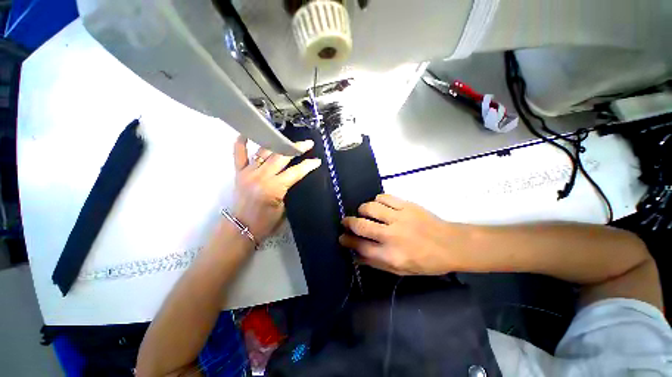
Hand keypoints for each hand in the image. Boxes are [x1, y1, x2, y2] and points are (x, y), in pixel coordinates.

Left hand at [232, 135, 320, 241]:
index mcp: (274, 188)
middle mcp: (261, 176)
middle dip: (297, 148)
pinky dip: (241, 143)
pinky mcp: (239, 173)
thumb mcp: (284, 208)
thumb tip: (294, 176)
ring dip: (277, 143)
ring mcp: (248, 172)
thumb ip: (288, 189)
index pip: (295, 172)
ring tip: (287, 139)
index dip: (308, 165)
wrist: (242, 228)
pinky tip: (247, 133)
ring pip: (264, 152)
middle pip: (282, 157)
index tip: (317, 161)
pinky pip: (239, 154)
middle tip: (308, 143)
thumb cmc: (266, 222)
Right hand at [339, 194, 472, 275]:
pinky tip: (378, 205)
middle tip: (346, 222)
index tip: (342, 237)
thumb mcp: (400, 270)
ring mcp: (399, 217)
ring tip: (363, 212)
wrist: (450, 244)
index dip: (347, 241)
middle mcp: (392, 235)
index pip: (360, 246)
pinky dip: (377, 200)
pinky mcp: (406, 205)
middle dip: (348, 222)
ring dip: (362, 209)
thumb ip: (376, 263)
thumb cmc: (426, 262)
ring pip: (370, 207)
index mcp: (391, 255)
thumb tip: (356, 256)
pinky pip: (384, 197)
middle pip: (361, 225)